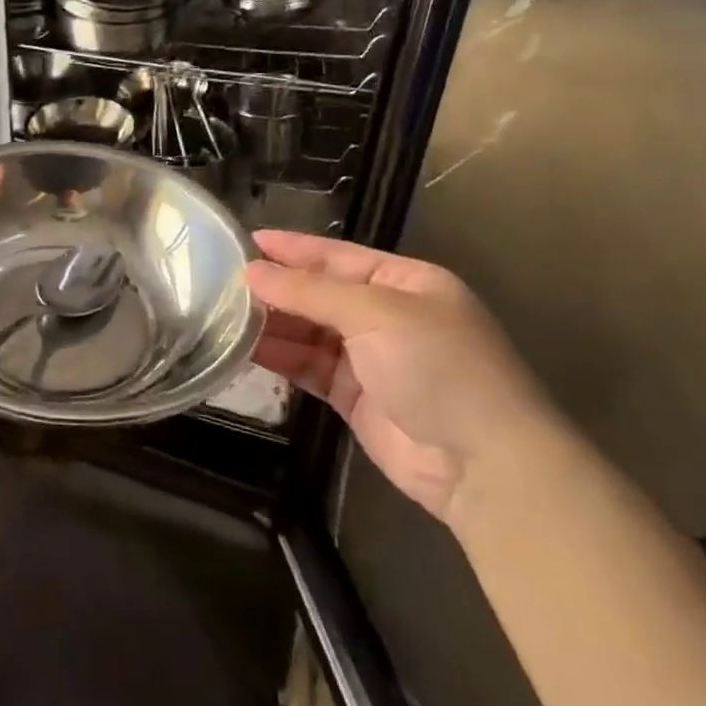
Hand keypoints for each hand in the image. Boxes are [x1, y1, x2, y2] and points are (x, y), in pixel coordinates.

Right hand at [246, 230, 554, 524]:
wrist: (482, 464)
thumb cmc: (438, 367)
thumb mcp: (375, 314)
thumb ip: (310, 291)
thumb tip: (252, 272)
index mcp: (406, 283)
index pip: (339, 256)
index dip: (293, 248)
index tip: (246, 241)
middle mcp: (388, 315)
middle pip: (320, 294)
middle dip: (277, 288)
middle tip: (223, 281)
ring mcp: (371, 358)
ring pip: (309, 332)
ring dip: (273, 324)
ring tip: (225, 315)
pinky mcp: (355, 397)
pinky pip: (309, 367)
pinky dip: (280, 358)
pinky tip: (246, 349)